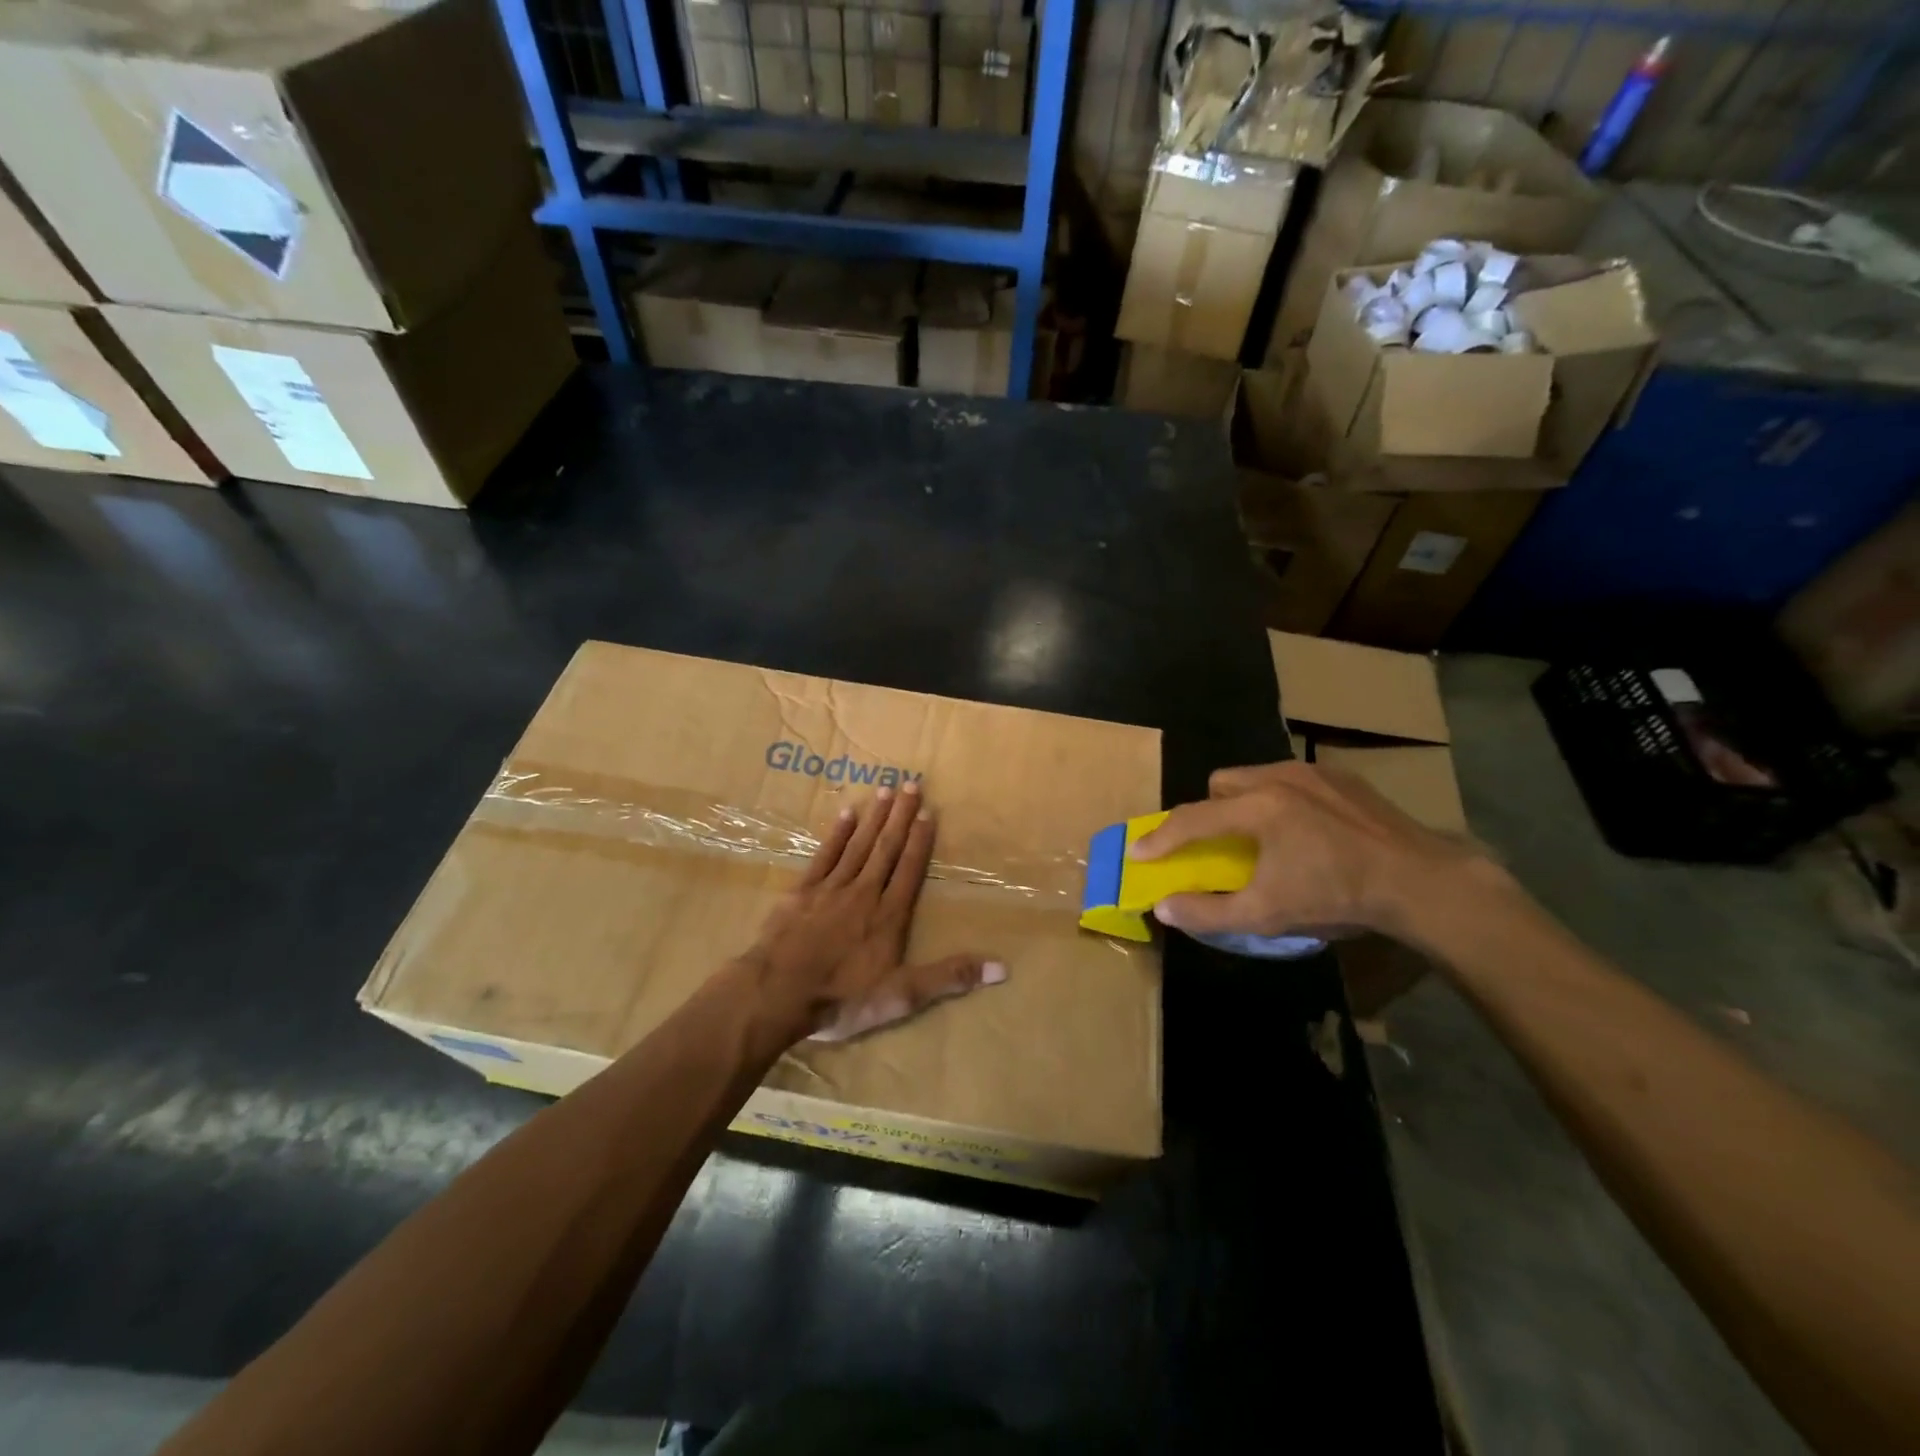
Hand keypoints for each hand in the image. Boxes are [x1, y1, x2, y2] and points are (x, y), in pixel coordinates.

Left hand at [746, 781, 1005, 1043]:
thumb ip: (950, 977)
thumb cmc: (843, 997)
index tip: (929, 811)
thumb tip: (1001, 968)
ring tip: (885, 789)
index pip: (910, 869)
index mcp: (889, 915)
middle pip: (886, 848)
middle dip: (901, 816)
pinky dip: (836, 834)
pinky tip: (846, 813)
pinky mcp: (801, 892)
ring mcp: (830, 888)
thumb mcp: (903, 995)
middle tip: (911, 783)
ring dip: (874, 817)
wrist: (778, 994)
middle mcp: (864, 892)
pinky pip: (824, 855)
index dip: (921, 840)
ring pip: (858, 845)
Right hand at [1129, 761, 1501, 942]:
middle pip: (1221, 783)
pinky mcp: (1342, 778)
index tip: (1138, 852)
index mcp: (1256, 808)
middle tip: (1218, 844)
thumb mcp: (1267, 914)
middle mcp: (1278, 778)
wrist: (1422, 882)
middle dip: (1208, 811)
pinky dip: (1281, 800)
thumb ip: (1208, 911)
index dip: (1160, 838)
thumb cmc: (1337, 896)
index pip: (1191, 819)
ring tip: (1263, 838)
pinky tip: (1305, 831)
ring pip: (1256, 777)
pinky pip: (1292, 780)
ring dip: (1244, 802)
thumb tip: (1163, 908)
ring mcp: (1313, 773)